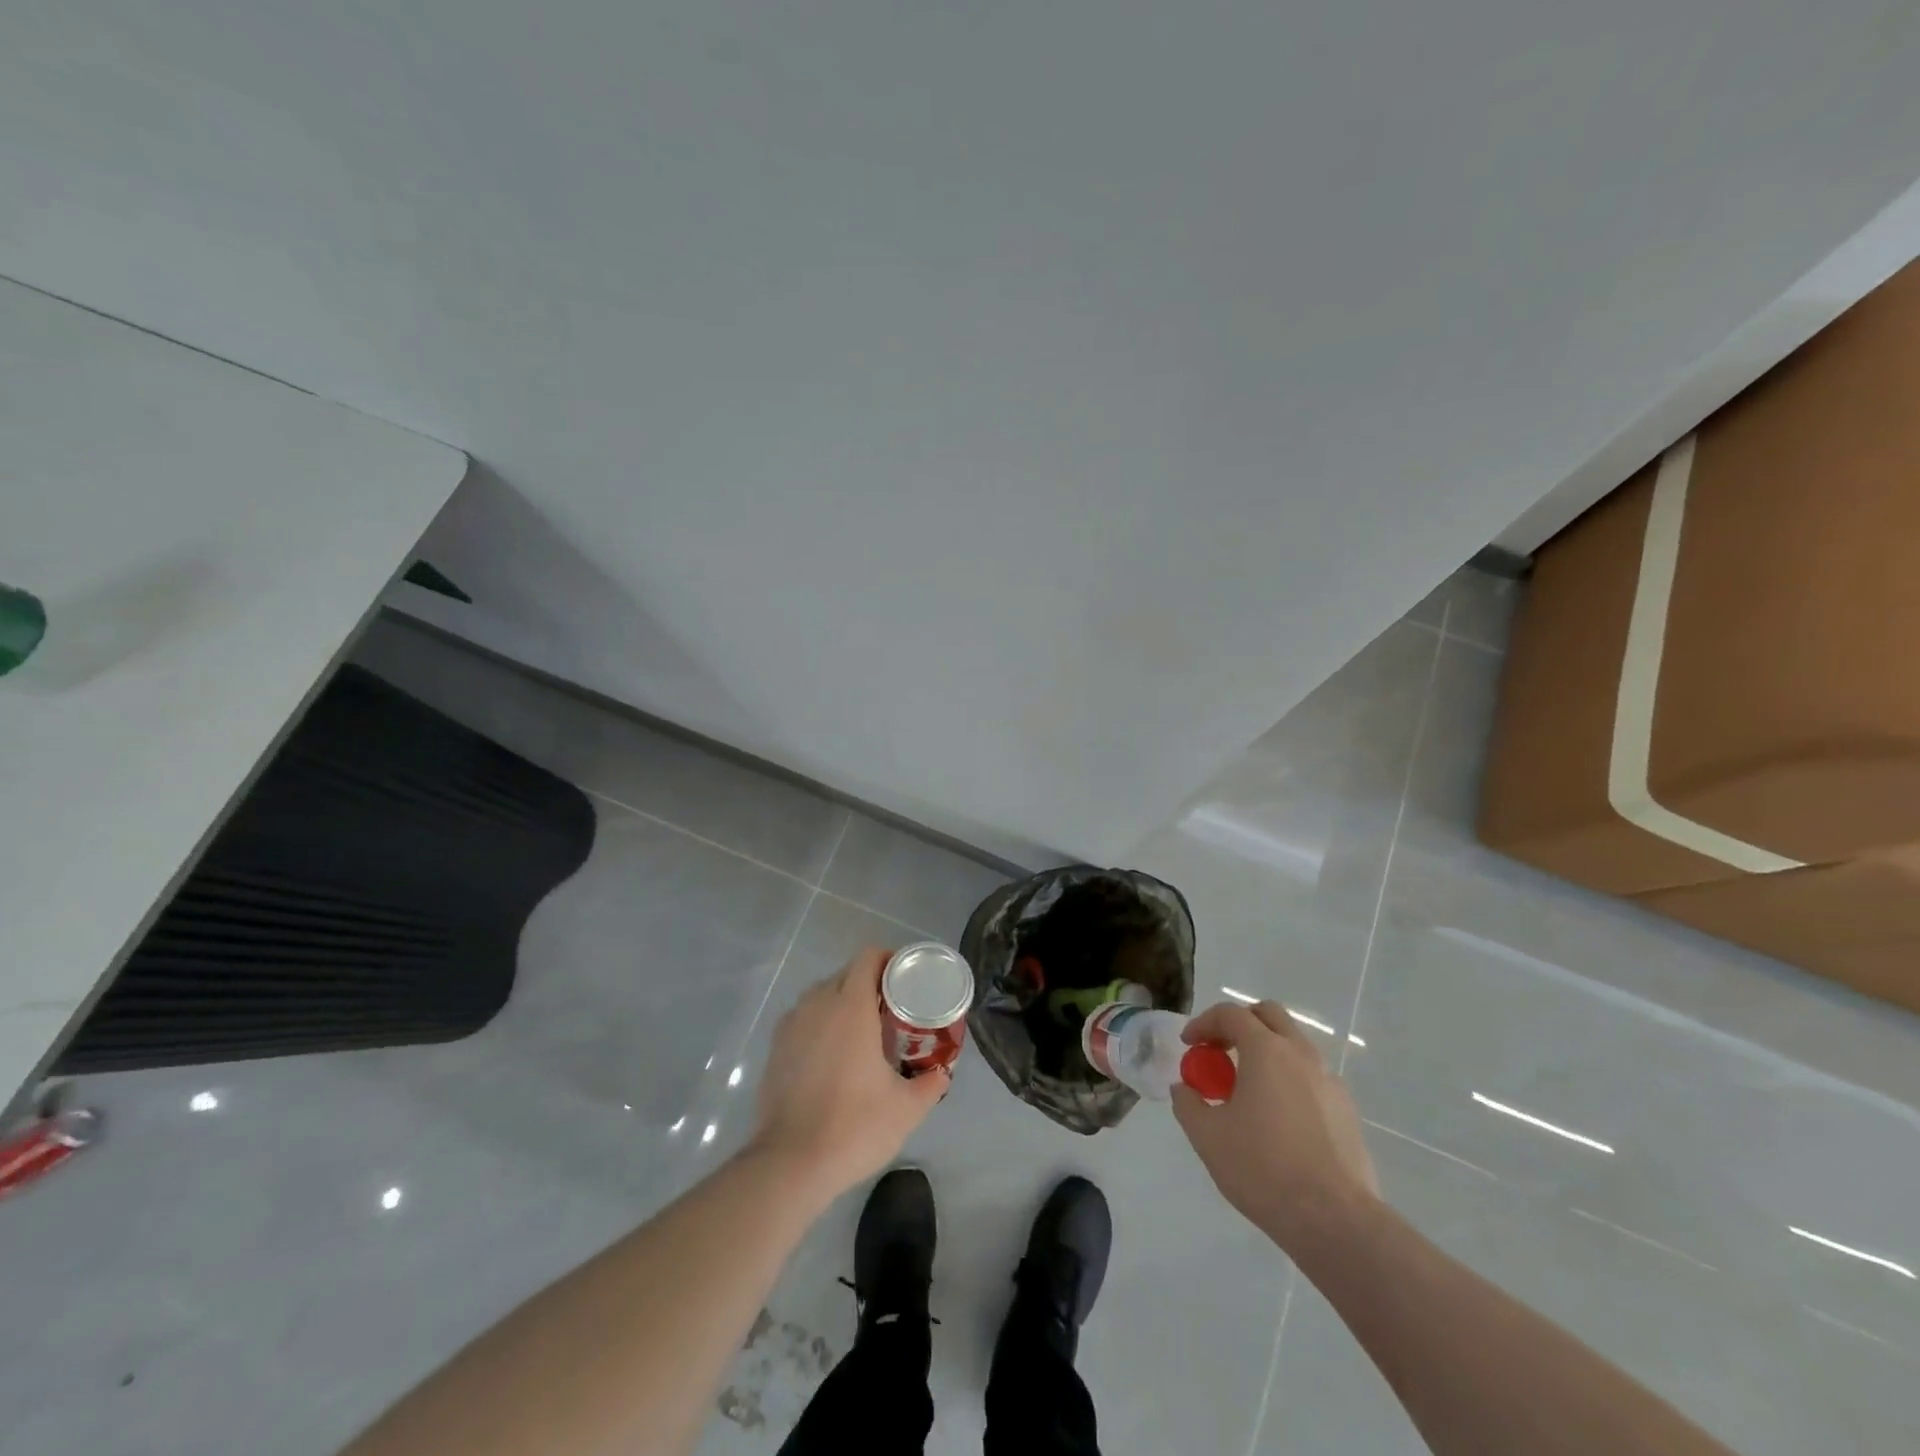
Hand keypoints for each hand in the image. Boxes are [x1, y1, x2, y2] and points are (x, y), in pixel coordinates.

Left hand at [748, 948, 948, 1204]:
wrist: (790, 1164)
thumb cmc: (854, 1126)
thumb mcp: (906, 1108)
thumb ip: (929, 1084)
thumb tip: (941, 1074)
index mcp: (851, 1006)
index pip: (868, 958)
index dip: (889, 960)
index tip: (906, 978)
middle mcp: (817, 1004)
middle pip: (845, 974)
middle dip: (869, 982)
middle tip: (892, 1009)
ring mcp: (791, 1025)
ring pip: (821, 996)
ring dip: (842, 1002)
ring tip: (863, 1030)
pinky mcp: (774, 1049)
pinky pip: (803, 1019)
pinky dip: (820, 1024)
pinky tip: (833, 1055)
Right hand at [1172, 1000, 1380, 1249]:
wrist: (1334, 1221)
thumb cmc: (1263, 1169)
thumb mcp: (1207, 1137)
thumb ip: (1187, 1103)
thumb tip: (1185, 1088)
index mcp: (1266, 1051)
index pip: (1231, 1014)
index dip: (1204, 1023)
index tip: (1189, 1044)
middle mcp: (1301, 1055)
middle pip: (1269, 1016)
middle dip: (1240, 1024)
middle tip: (1220, 1052)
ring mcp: (1329, 1082)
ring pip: (1294, 1046)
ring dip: (1266, 1052)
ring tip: (1247, 1089)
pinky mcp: (1347, 1111)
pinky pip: (1311, 1078)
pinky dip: (1288, 1080)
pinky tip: (1278, 1118)